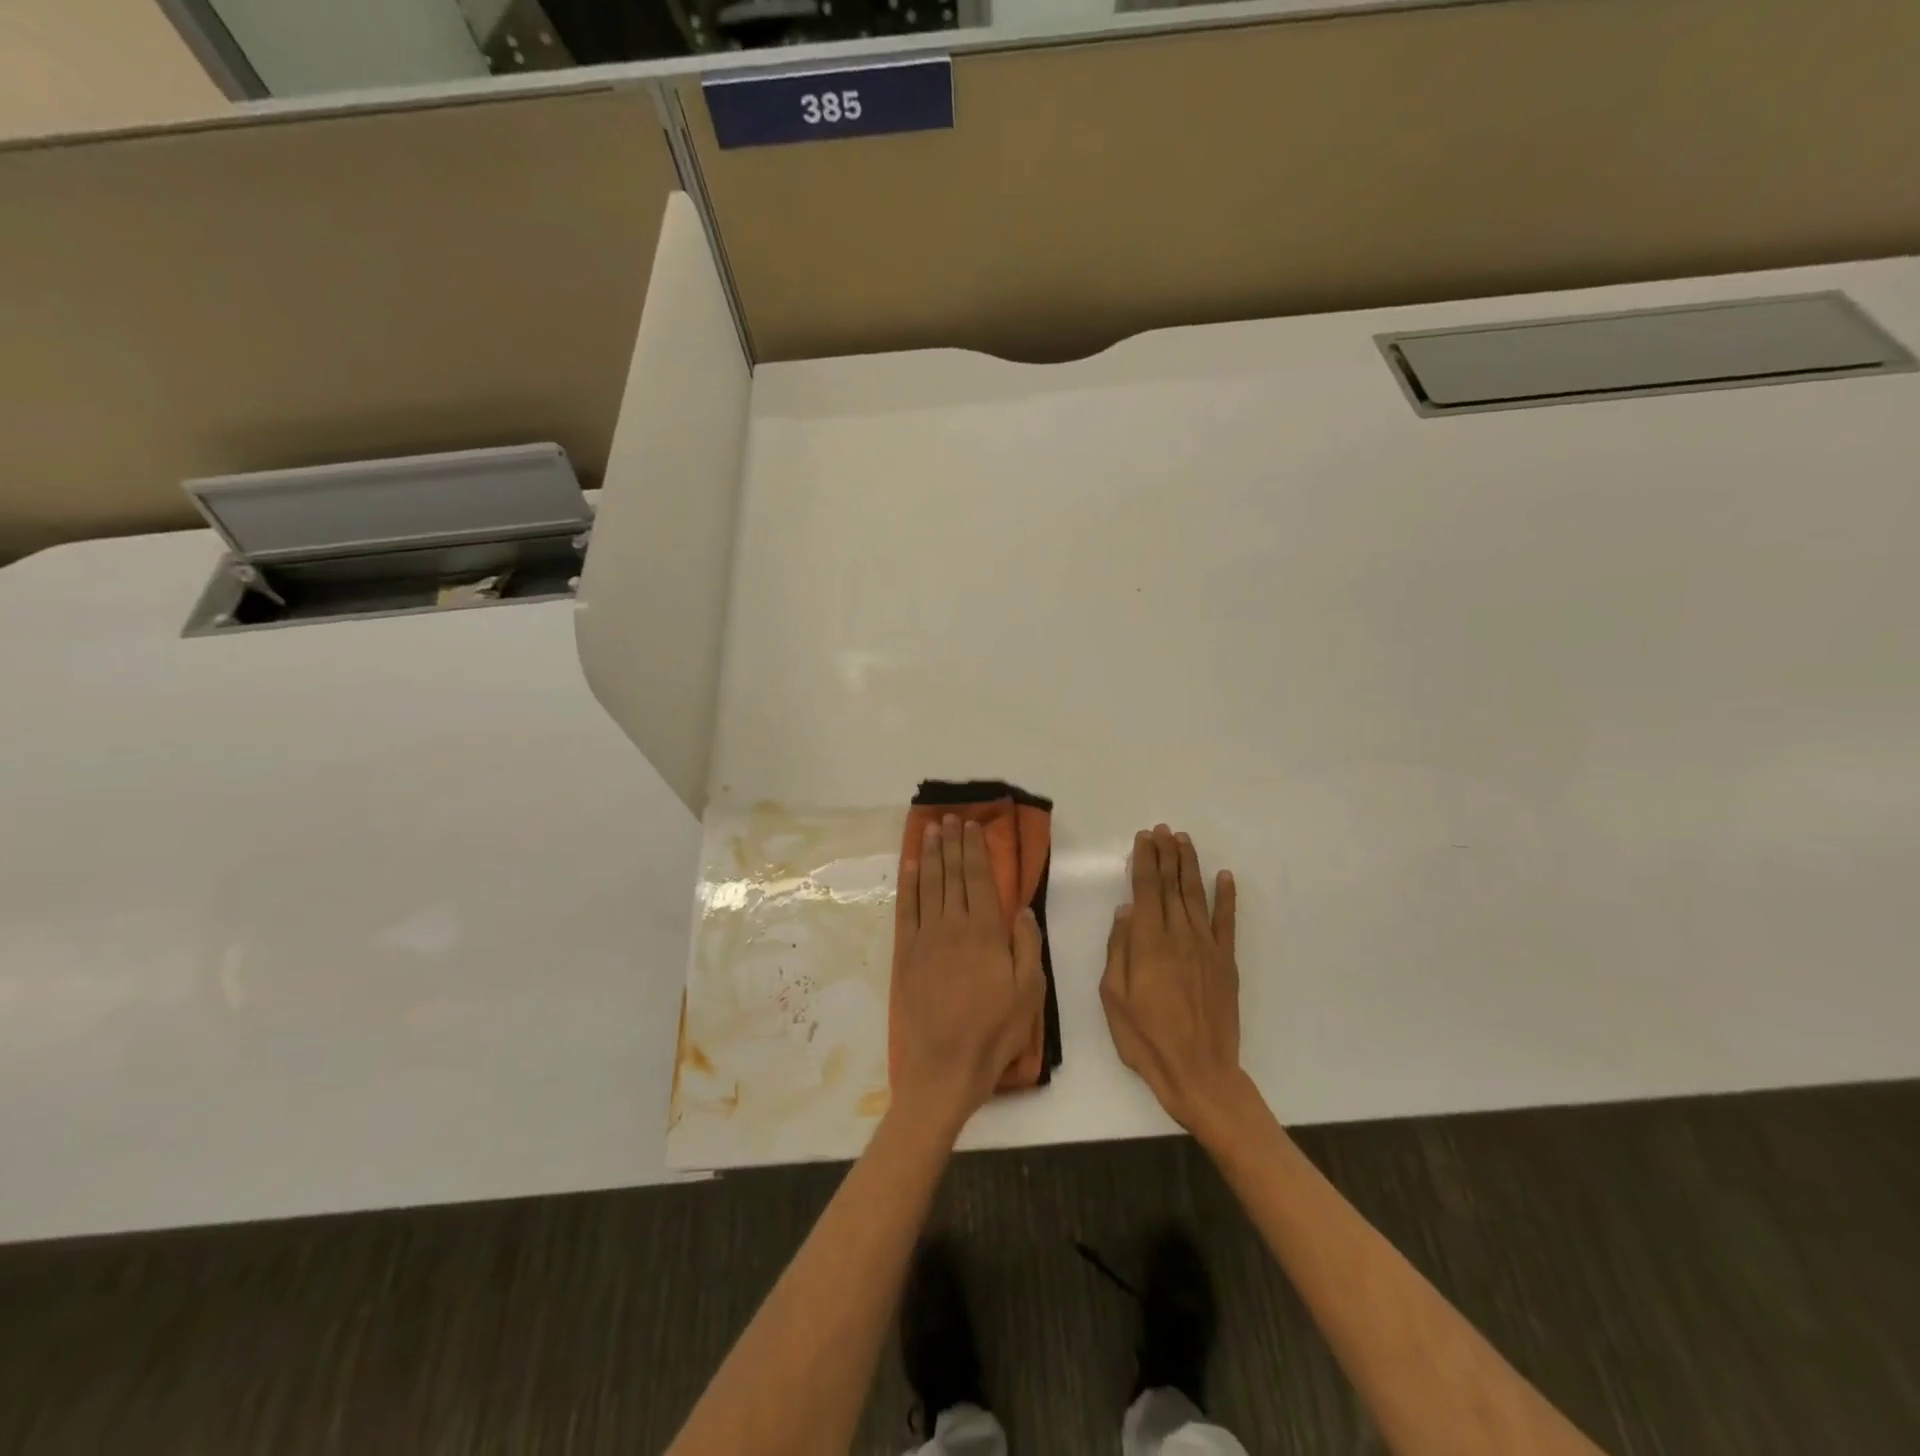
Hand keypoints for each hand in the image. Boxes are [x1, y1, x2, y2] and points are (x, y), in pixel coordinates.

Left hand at [892, 816, 1045, 1136]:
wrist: (944, 1066)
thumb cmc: (994, 1031)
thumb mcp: (1029, 992)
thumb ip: (1027, 945)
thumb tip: (1021, 908)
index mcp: (986, 932)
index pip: (979, 879)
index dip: (975, 850)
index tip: (972, 827)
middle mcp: (953, 926)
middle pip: (952, 875)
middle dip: (952, 844)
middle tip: (950, 819)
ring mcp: (925, 938)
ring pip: (928, 885)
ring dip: (930, 855)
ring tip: (931, 831)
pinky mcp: (905, 954)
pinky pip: (906, 909)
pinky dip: (908, 884)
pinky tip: (910, 866)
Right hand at [1100, 824, 1251, 1139]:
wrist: (1199, 1073)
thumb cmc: (1146, 1039)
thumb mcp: (1114, 998)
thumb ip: (1119, 950)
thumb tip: (1125, 911)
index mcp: (1148, 944)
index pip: (1146, 890)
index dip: (1144, 861)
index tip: (1143, 838)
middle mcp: (1179, 936)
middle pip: (1171, 885)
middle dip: (1166, 854)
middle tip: (1163, 829)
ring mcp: (1207, 948)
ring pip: (1196, 896)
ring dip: (1190, 865)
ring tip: (1184, 840)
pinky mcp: (1226, 963)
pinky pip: (1227, 922)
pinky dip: (1226, 897)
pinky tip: (1225, 877)